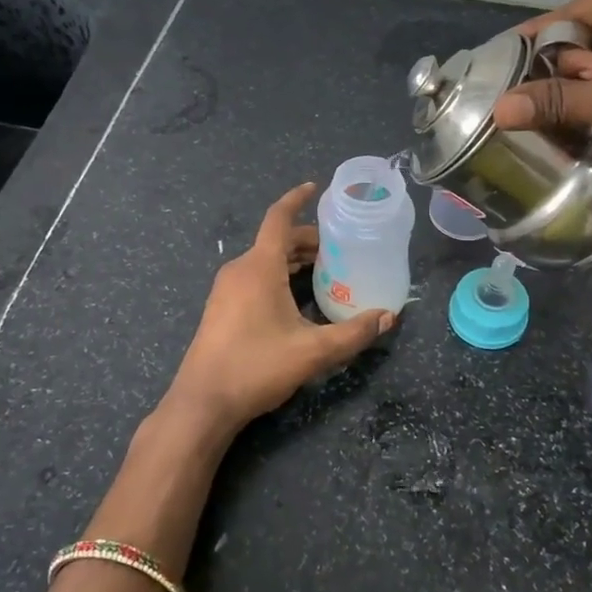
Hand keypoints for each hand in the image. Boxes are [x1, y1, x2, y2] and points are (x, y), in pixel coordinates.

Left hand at [165, 184, 393, 432]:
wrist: (203, 403)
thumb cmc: (257, 366)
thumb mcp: (314, 351)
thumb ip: (354, 333)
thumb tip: (388, 317)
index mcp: (259, 266)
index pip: (279, 218)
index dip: (297, 199)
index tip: (315, 188)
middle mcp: (239, 270)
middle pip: (276, 241)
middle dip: (307, 240)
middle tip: (339, 250)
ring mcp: (225, 290)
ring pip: (264, 261)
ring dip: (292, 260)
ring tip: (323, 272)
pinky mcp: (219, 309)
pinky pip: (253, 278)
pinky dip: (277, 276)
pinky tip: (295, 300)